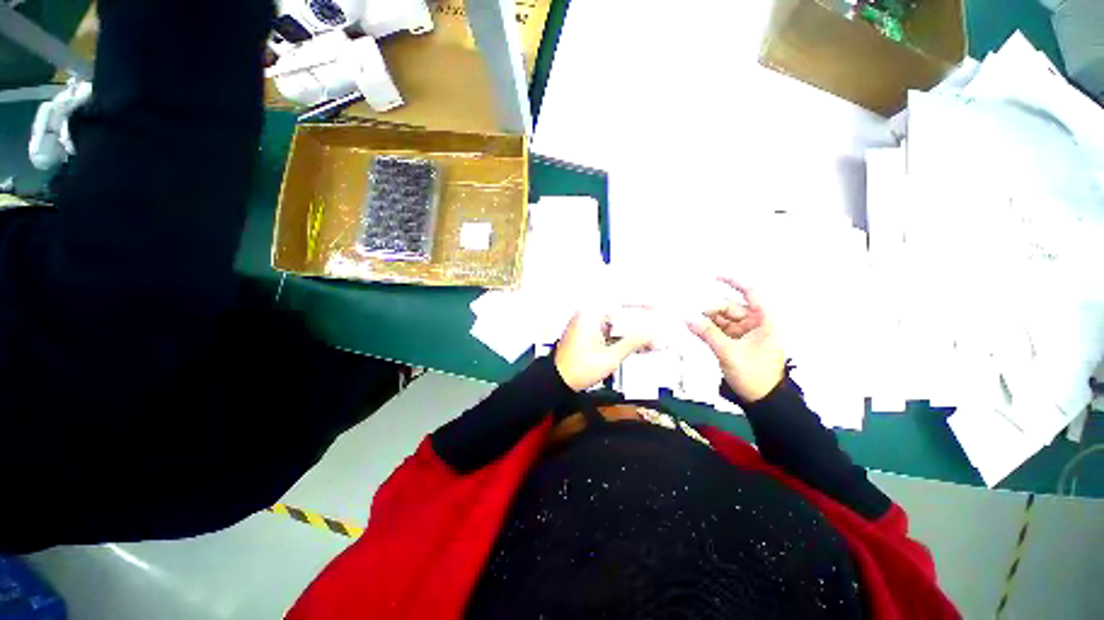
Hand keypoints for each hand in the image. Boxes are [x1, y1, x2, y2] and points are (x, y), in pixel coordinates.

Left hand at [555, 311, 651, 391]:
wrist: (558, 381)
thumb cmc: (579, 369)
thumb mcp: (611, 357)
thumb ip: (633, 342)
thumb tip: (653, 334)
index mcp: (590, 314)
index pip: (620, 300)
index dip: (640, 303)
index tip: (655, 308)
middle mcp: (587, 314)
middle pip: (619, 312)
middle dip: (638, 321)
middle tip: (654, 330)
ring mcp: (586, 324)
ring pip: (615, 322)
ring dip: (631, 331)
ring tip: (649, 340)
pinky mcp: (587, 333)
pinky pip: (608, 329)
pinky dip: (621, 336)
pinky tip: (635, 345)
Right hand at [687, 279, 785, 402]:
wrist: (763, 401)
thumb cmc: (754, 375)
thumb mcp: (729, 353)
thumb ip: (707, 334)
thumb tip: (686, 318)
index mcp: (764, 321)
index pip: (750, 293)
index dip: (733, 282)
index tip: (713, 276)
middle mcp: (755, 323)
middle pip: (730, 307)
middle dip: (710, 310)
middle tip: (689, 315)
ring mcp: (745, 333)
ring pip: (722, 319)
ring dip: (707, 321)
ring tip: (689, 323)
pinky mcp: (736, 343)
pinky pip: (719, 331)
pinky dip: (708, 330)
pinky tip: (695, 329)